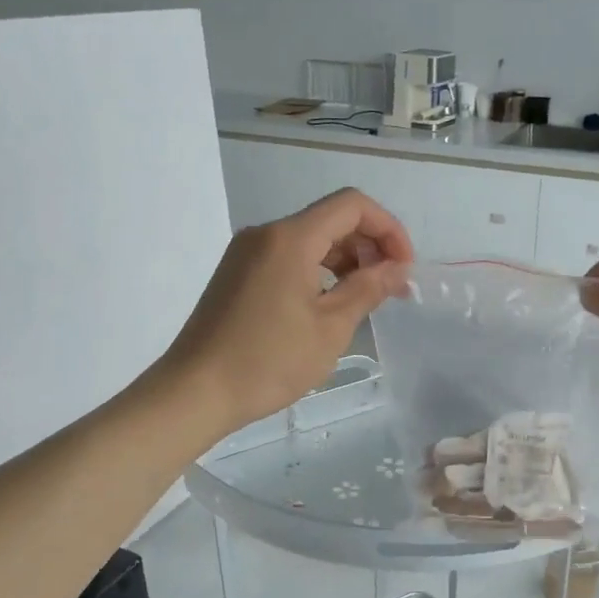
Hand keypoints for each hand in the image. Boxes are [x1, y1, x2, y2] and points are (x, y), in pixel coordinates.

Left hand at [156, 188, 413, 434]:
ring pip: (310, 238)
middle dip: (369, 245)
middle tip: (391, 287)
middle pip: (331, 219)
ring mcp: (247, 252)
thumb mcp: (330, 328)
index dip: (388, 229)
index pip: (352, 206)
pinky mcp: (238, 273)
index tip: (403, 267)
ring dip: (345, 259)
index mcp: (290, 238)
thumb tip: (397, 269)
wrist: (195, 391)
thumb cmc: (268, 361)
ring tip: (365, 298)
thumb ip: (368, 289)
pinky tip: (330, 303)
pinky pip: (289, 256)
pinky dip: (319, 270)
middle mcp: (266, 233)